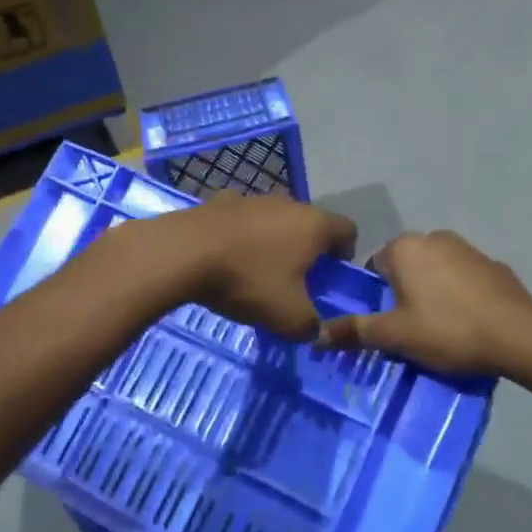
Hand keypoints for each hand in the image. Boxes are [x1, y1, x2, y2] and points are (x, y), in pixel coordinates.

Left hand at [138, 195, 357, 340]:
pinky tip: (226, 259)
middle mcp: (288, 203)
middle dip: (307, 250)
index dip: (345, 255)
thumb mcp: (288, 318)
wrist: (183, 253)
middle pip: (309, 224)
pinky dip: (241, 237)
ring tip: (257, 271)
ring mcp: (252, 198)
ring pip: (274, 220)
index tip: (331, 278)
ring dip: (273, 241)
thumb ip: (311, 327)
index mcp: (314, 225)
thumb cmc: (248, 281)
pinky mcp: (220, 201)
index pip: (348, 230)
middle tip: (295, 281)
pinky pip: (241, 220)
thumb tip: (316, 332)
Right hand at [317, 231, 531, 377]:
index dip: (378, 297)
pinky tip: (469, 322)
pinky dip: (461, 295)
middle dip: (405, 294)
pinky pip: (464, 279)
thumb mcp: (395, 336)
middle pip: (406, 267)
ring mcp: (468, 248)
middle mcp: (434, 237)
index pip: (375, 267)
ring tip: (441, 330)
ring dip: (433, 293)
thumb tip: (316, 336)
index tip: (388, 324)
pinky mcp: (494, 265)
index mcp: (405, 248)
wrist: (517, 335)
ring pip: (436, 271)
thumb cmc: (447, 330)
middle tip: (411, 330)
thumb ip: (355, 331)